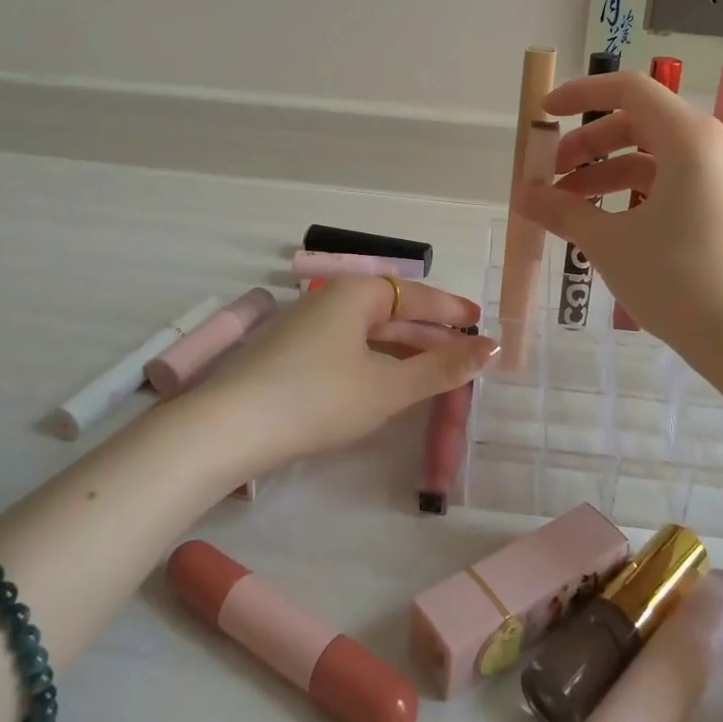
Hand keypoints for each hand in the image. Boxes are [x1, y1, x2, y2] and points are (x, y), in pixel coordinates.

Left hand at [187, 276, 495, 473]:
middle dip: (429, 333)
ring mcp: (305, 326)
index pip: (415, 293)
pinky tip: (387, 383)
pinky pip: (347, 348)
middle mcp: (329, 300)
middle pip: (391, 311)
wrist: (229, 428)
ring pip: (368, 333)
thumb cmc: (318, 398)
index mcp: (354, 294)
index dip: (450, 309)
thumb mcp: (388, 387)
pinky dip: (375, 361)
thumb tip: (492, 349)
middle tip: (465, 354)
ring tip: (435, 371)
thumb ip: (441, 368)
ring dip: (403, 350)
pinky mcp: (290, 354)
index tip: (480, 322)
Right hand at [511, 71, 722, 347]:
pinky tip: (604, 224)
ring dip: (605, 174)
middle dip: (587, 145)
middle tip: (550, 176)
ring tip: (567, 209)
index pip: (628, 90)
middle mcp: (711, 146)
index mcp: (688, 138)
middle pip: (637, 123)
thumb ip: (562, 211)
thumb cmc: (676, 279)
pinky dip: (632, 193)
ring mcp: (722, 177)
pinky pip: (670, 182)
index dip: (580, 94)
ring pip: (652, 157)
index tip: (544, 114)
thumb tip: (522, 196)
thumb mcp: (608, 243)